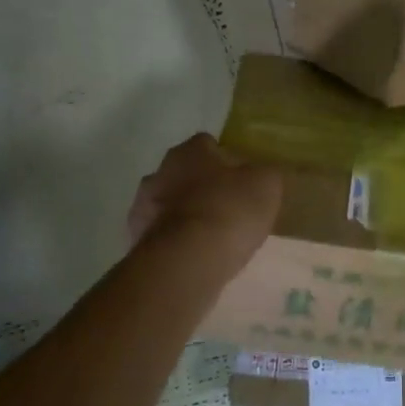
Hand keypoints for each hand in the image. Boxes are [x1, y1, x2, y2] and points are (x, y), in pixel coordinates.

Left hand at [127, 134, 281, 275]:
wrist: (187, 260)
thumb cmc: (230, 211)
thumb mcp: (266, 185)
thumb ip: (263, 174)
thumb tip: (258, 175)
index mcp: (190, 150)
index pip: (209, 145)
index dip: (227, 161)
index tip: (242, 182)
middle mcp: (160, 170)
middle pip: (186, 173)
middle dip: (203, 187)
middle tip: (228, 209)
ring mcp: (144, 206)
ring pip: (170, 204)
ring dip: (186, 214)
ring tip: (211, 238)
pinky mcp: (138, 239)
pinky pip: (162, 234)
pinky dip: (176, 241)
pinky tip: (194, 256)